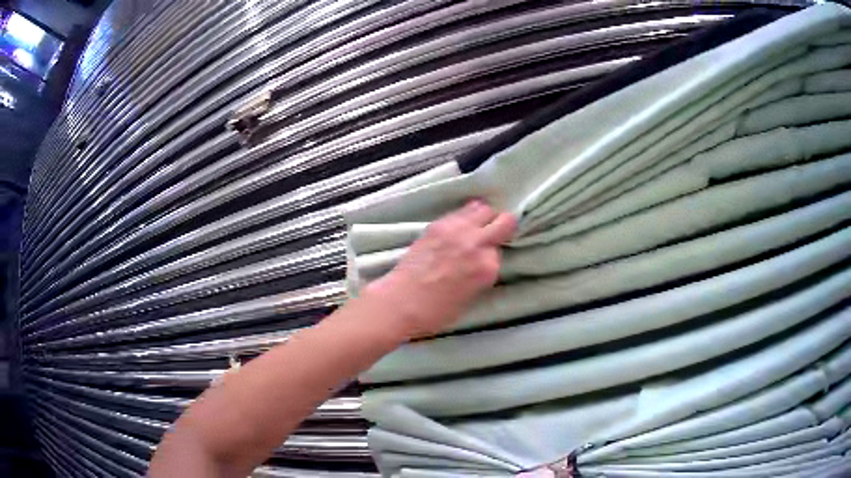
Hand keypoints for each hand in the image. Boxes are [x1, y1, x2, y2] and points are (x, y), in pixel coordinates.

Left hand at [365, 201, 515, 337]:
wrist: (401, 303)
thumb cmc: (436, 312)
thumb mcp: (472, 296)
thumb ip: (483, 273)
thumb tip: (483, 260)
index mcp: (488, 268)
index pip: (501, 251)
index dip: (494, 254)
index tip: (485, 259)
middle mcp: (477, 244)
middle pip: (504, 220)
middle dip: (500, 227)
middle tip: (490, 236)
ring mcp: (457, 230)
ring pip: (483, 208)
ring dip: (482, 218)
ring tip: (472, 229)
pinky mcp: (439, 224)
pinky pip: (461, 211)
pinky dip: (463, 217)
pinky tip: (455, 229)